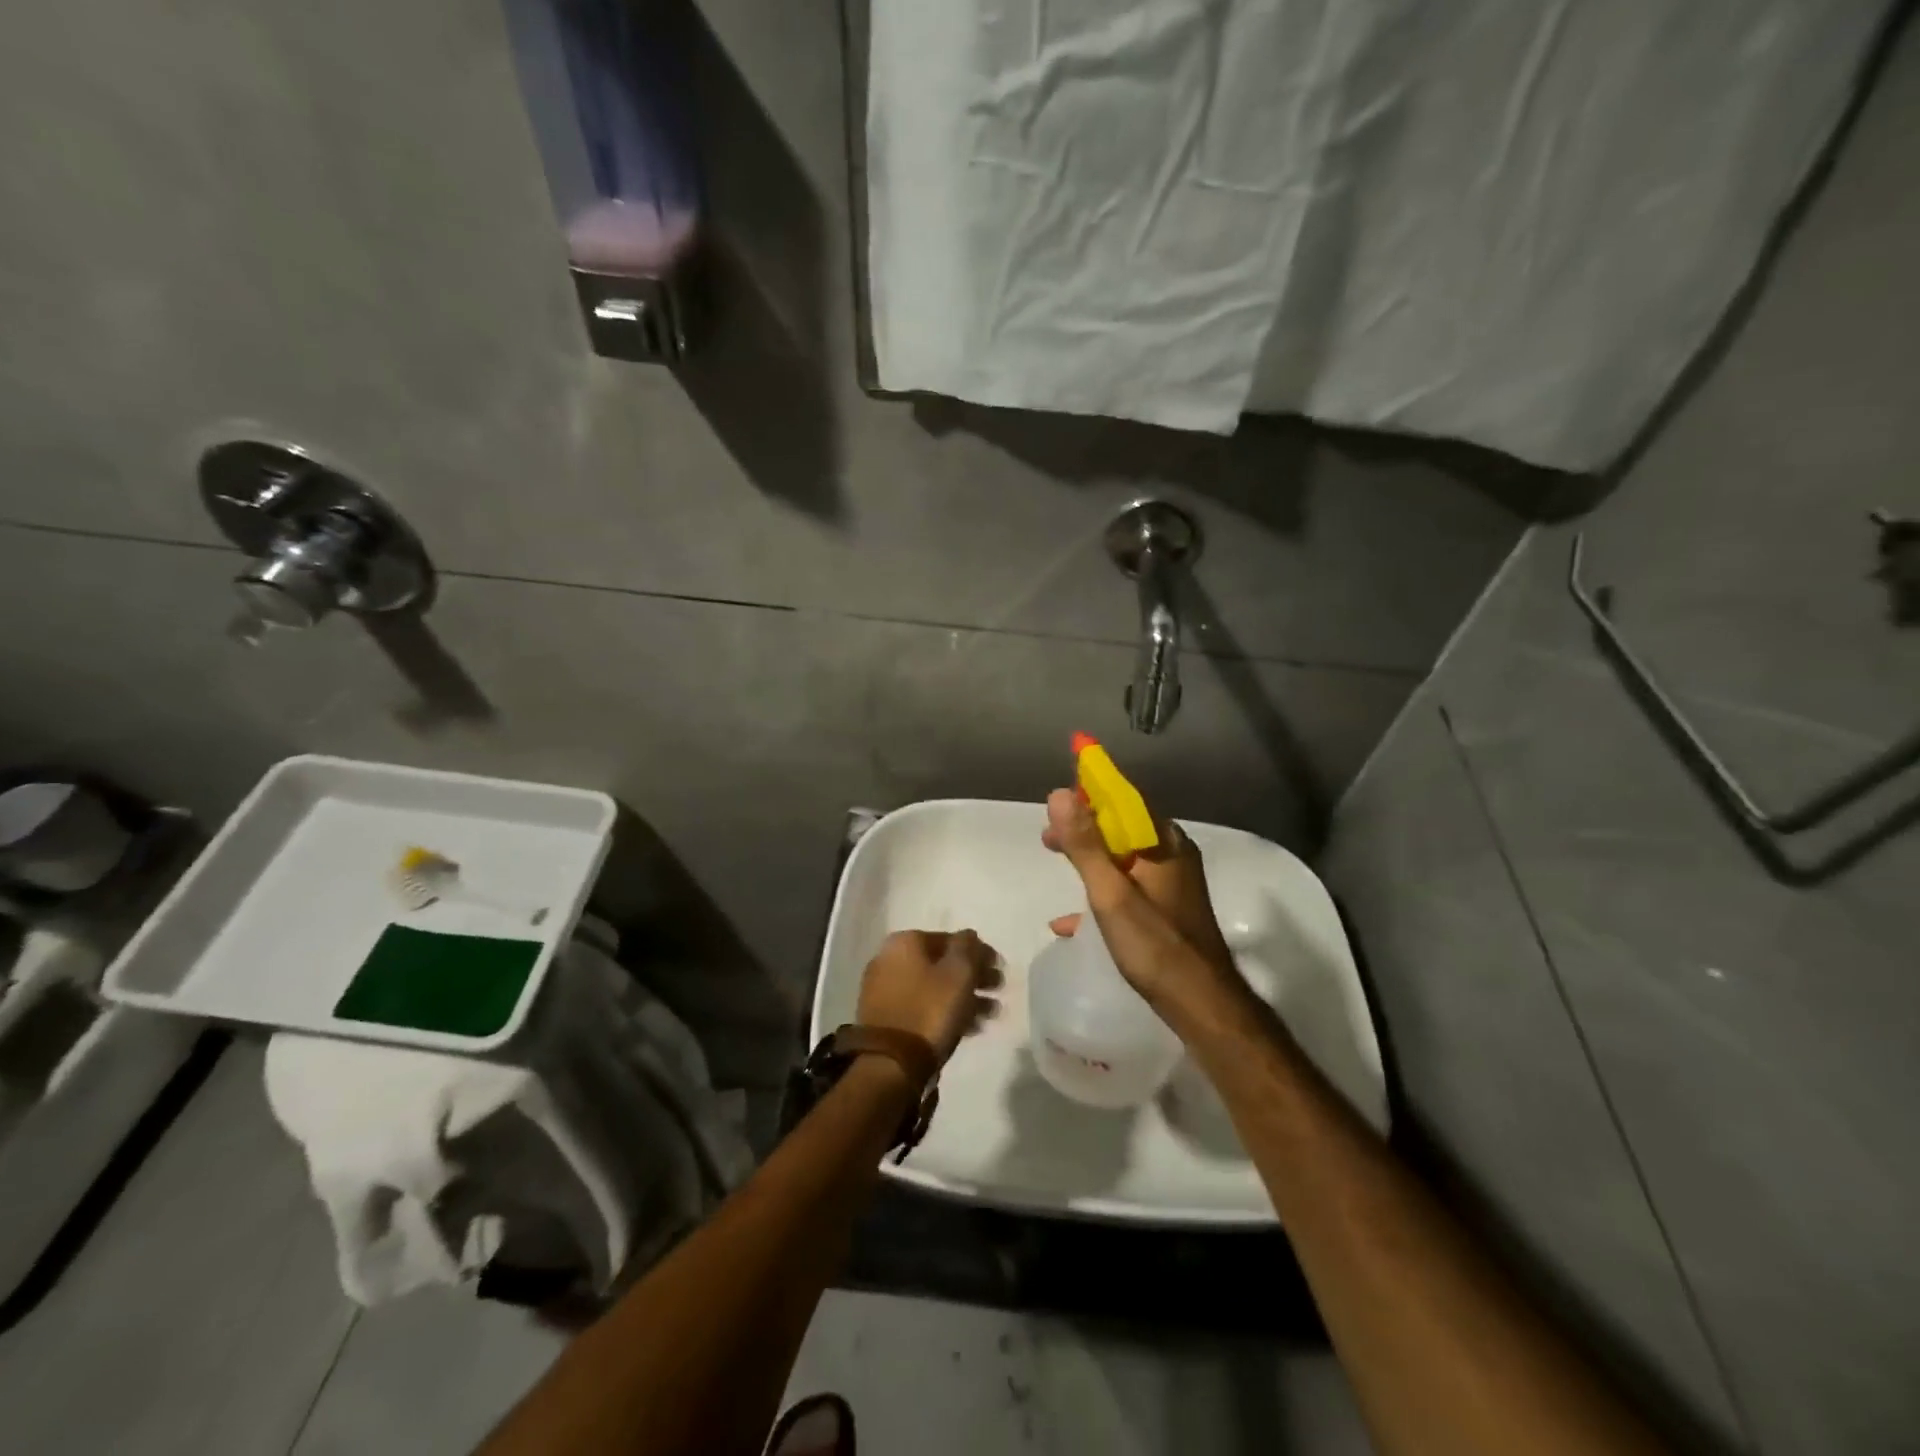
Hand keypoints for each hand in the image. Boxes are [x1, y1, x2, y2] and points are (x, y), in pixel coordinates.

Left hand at [856, 929, 1001, 1063]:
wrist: (890, 1062)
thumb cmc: (930, 1009)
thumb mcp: (959, 973)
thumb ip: (968, 947)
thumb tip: (969, 936)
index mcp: (905, 942)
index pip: (951, 939)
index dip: (979, 952)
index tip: (999, 968)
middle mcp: (889, 959)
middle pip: (941, 963)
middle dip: (973, 976)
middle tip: (998, 990)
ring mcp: (884, 989)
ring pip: (933, 986)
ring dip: (963, 996)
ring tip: (990, 1015)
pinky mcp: (884, 1018)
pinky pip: (922, 1006)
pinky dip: (945, 1011)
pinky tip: (969, 1027)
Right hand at [1041, 788, 1242, 1009]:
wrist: (1201, 1005)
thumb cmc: (1155, 945)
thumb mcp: (1111, 893)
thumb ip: (1085, 845)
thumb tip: (1060, 793)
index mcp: (1164, 843)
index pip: (1124, 801)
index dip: (1089, 796)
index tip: (1056, 805)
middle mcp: (1172, 856)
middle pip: (1122, 829)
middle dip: (1084, 831)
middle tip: (1049, 840)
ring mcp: (1172, 885)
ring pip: (1124, 859)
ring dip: (1090, 859)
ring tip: (1059, 866)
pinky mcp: (1167, 911)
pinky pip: (1128, 888)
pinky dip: (1101, 893)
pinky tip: (1071, 922)